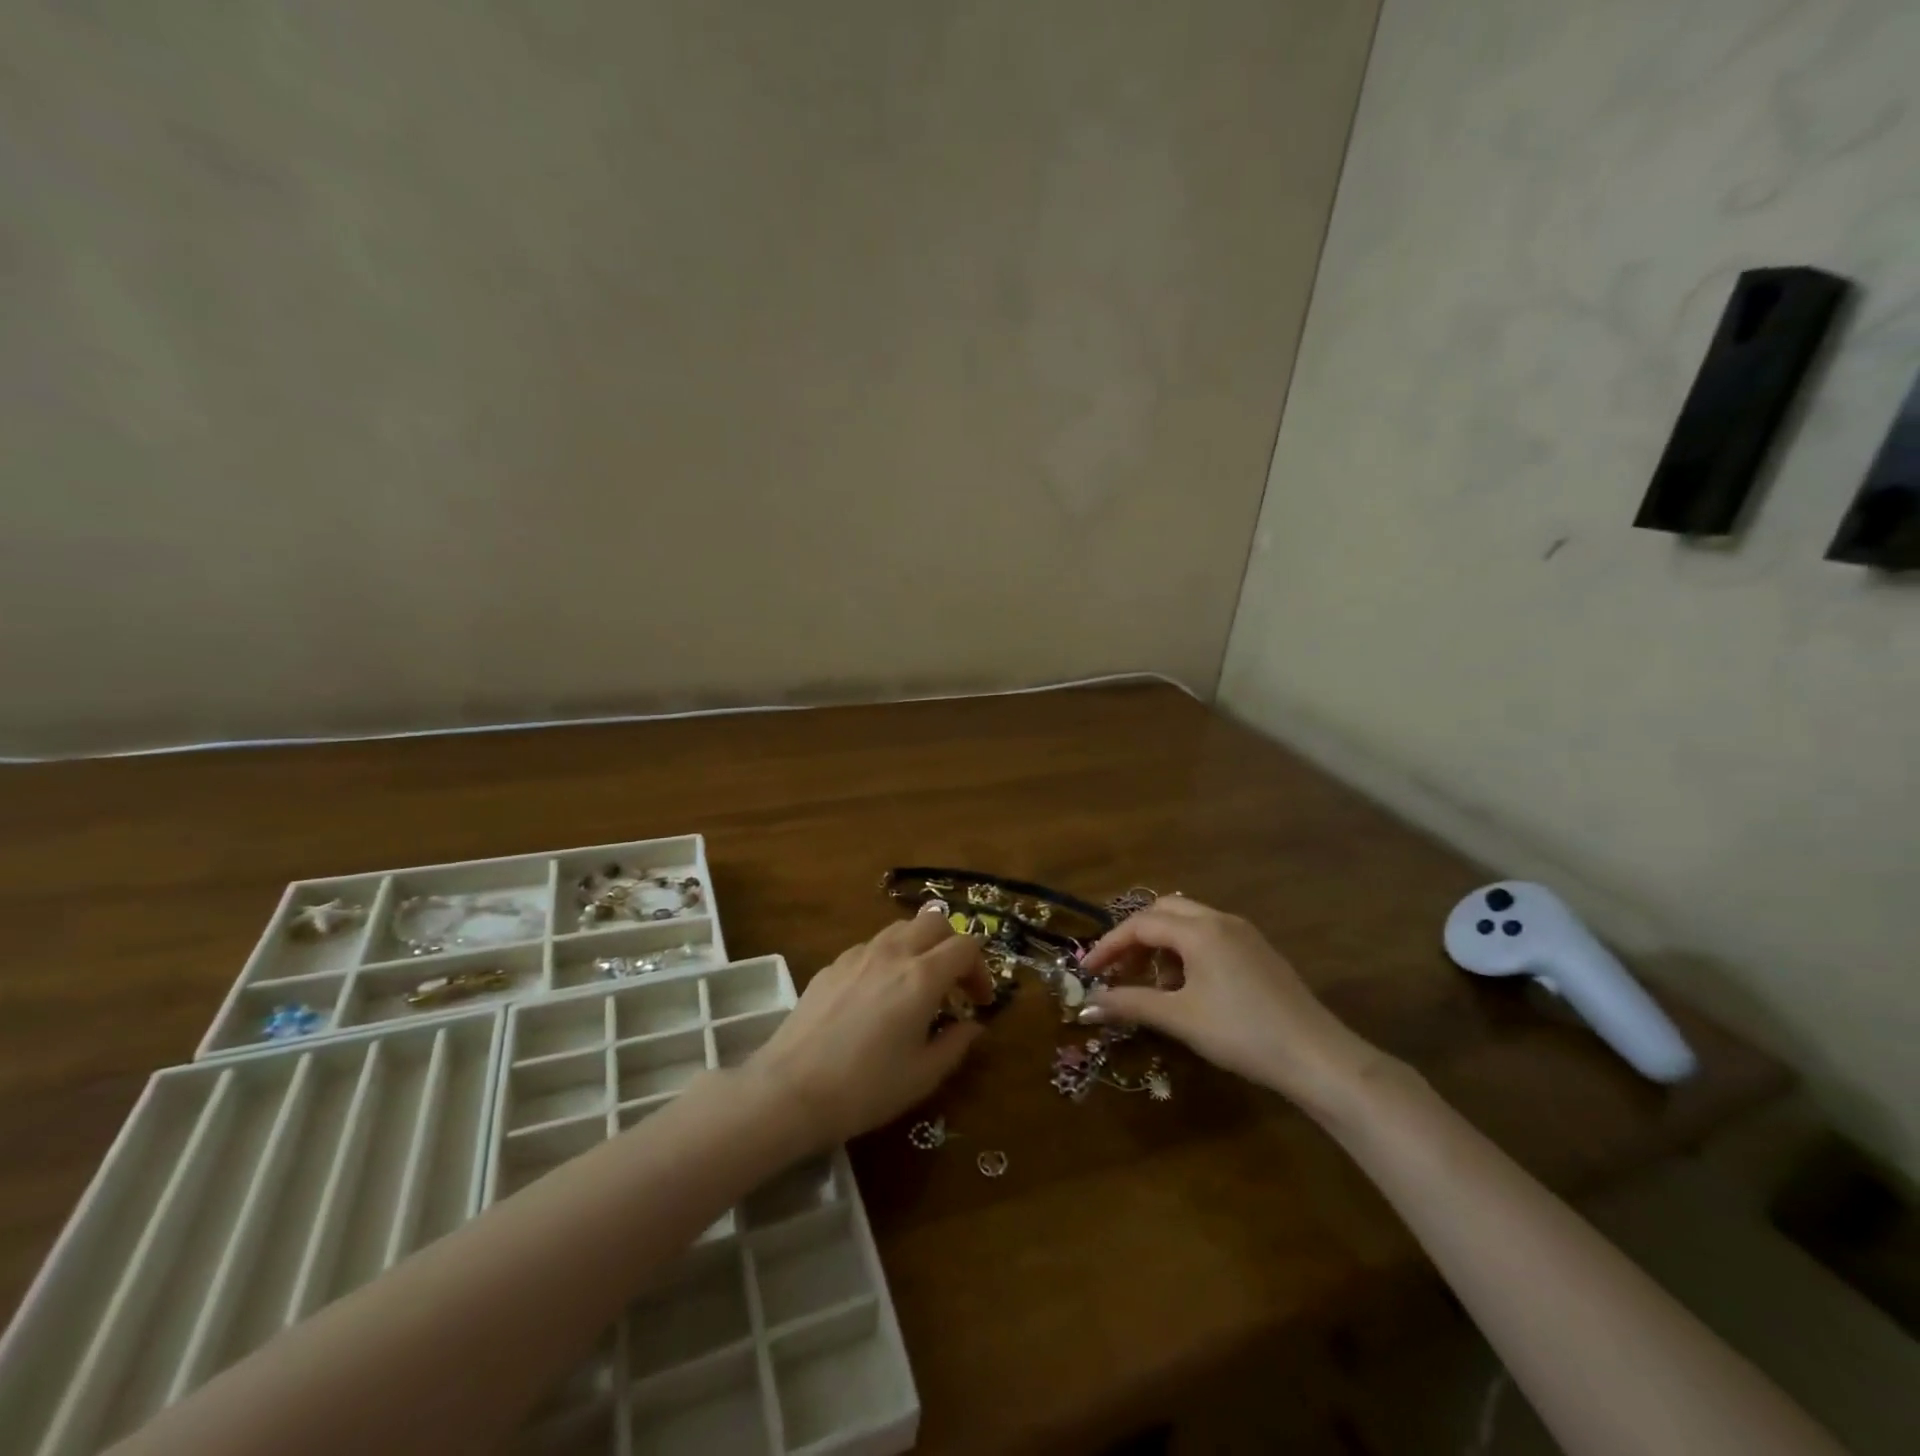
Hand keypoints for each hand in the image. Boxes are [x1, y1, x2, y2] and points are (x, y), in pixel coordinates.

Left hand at [744, 908, 993, 1146]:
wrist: (791, 1089)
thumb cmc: (866, 1088)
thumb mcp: (923, 1076)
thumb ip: (956, 1043)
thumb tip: (972, 1024)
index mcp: (922, 976)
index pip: (966, 946)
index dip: (981, 969)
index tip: (980, 1001)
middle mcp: (893, 953)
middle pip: (935, 921)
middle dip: (953, 944)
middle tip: (954, 983)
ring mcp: (858, 954)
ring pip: (902, 927)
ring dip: (920, 946)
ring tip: (917, 985)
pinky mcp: (833, 964)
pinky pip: (872, 946)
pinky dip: (889, 958)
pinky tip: (879, 995)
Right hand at [1080, 896, 1391, 1116]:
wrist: (1317, 1057)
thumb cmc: (1242, 1033)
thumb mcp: (1180, 1018)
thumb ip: (1130, 1004)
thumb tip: (1087, 1005)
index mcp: (1199, 930)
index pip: (1140, 924)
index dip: (1109, 946)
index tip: (1088, 971)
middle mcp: (1220, 920)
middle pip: (1164, 911)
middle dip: (1134, 937)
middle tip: (1117, 969)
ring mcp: (1244, 933)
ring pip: (1188, 922)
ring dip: (1162, 944)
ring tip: (1153, 984)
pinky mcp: (1258, 951)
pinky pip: (1210, 936)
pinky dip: (1186, 951)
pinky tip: (1188, 987)